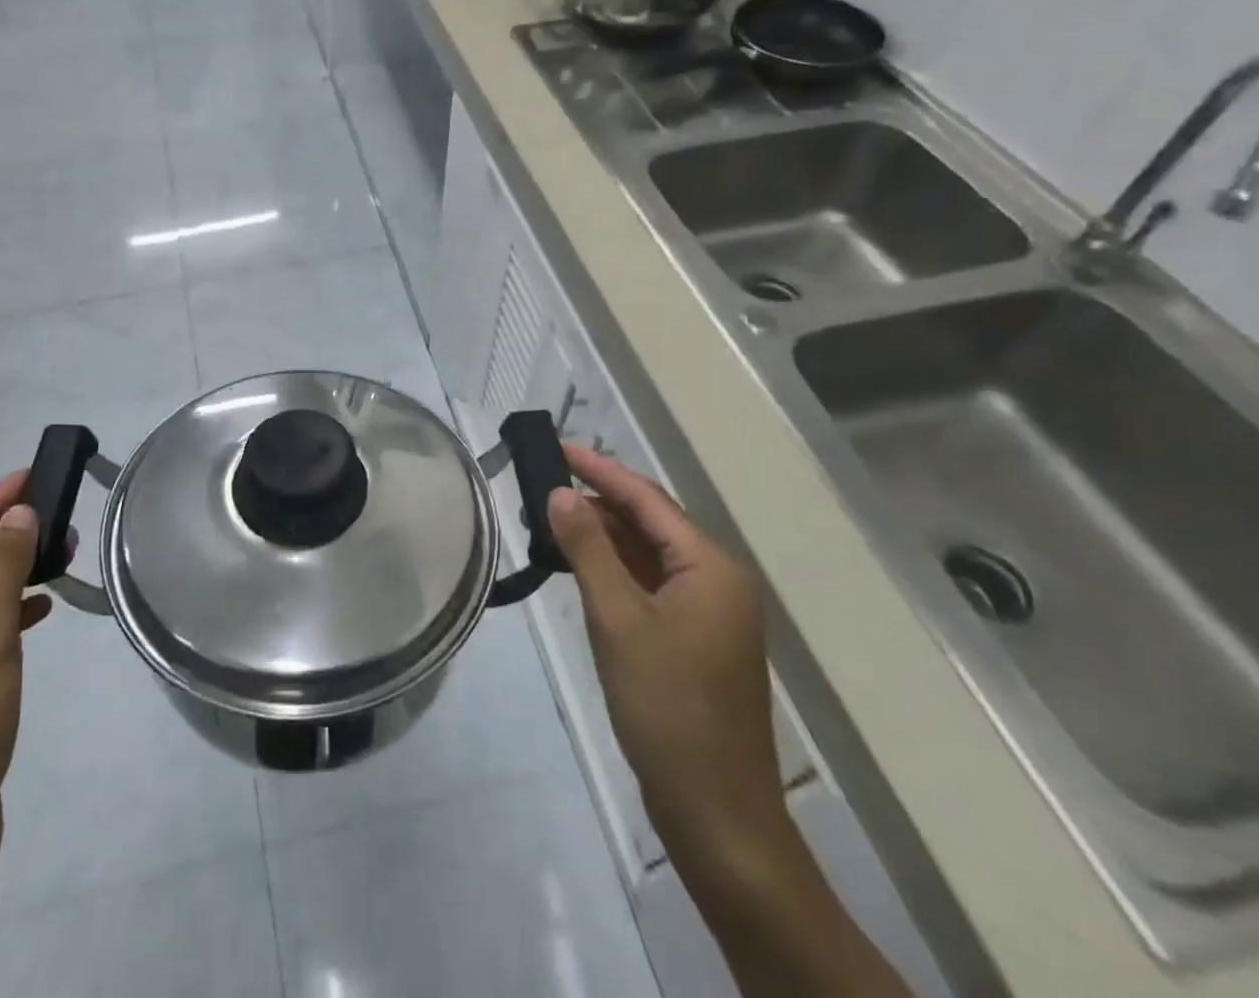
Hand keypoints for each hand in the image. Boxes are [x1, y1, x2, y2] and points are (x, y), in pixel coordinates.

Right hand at [548, 444, 784, 866]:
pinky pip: (649, 587)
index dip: (600, 470)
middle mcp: (716, 581)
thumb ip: (587, 549)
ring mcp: (707, 614)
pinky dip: (614, 572)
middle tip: (542, 486)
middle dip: (597, 502)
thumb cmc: (668, 706)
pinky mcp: (693, 642)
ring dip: (602, 537)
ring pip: (648, 556)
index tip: (557, 446)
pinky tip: (578, 569)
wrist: (716, 813)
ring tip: (550, 522)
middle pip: (650, 523)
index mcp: (710, 567)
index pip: (647, 499)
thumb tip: (559, 493)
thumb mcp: (618, 618)